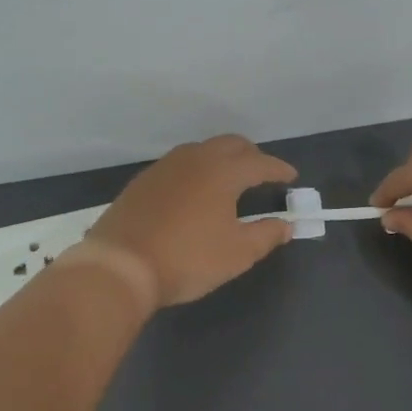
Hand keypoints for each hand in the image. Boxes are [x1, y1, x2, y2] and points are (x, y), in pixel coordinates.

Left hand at [88, 135, 297, 306]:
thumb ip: (266, 235)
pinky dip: (197, 170)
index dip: (279, 169)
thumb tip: (286, 225)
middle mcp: (194, 159)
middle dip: (251, 155)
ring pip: (202, 150)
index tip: (291, 177)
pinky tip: (195, 193)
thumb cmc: (187, 259)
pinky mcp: (143, 181)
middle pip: (230, 144)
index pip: (260, 162)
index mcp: (223, 171)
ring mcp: (164, 167)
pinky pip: (180, 164)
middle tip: (262, 173)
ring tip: (230, 181)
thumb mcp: (237, 253)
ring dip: (222, 159)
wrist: (120, 266)